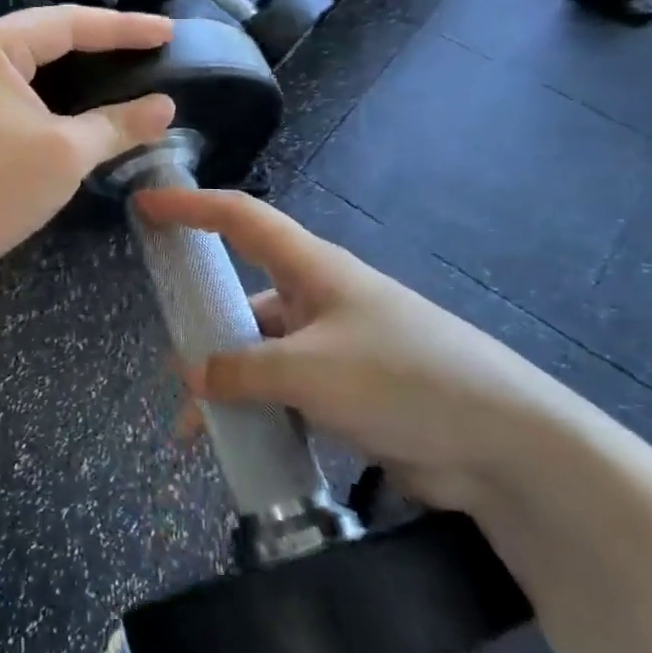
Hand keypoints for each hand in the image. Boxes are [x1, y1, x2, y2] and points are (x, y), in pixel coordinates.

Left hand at [0, 6, 177, 296]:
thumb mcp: (67, 152)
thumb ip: (119, 123)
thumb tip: (167, 107)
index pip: (65, 23)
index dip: (122, 28)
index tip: (168, 32)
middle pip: (45, 34)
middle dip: (100, 40)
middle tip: (151, 44)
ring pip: (30, 59)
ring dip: (76, 62)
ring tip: (125, 61)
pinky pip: (15, 83)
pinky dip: (52, 86)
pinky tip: (83, 92)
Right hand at [135, 188, 587, 511]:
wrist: (506, 446)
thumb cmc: (404, 378)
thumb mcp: (312, 370)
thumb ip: (242, 370)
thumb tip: (190, 375)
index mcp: (312, 269)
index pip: (240, 218)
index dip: (190, 207)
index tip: (145, 206)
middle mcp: (319, 299)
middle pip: (244, 299)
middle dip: (204, 330)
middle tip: (171, 365)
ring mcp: (334, 347)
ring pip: (260, 355)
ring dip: (228, 386)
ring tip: (197, 431)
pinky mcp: (348, 392)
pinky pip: (284, 393)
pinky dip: (258, 413)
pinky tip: (242, 446)